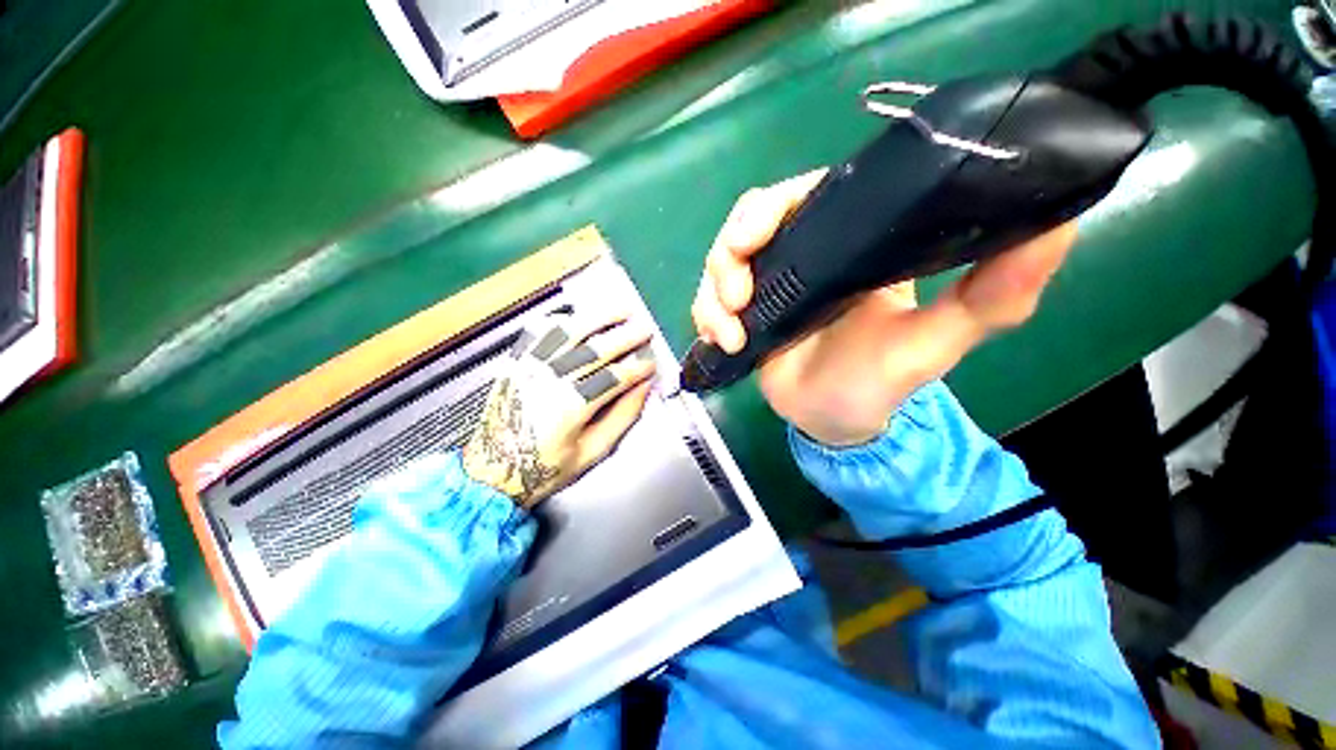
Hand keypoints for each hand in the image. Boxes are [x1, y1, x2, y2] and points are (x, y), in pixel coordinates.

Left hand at [463, 309, 656, 507]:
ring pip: (569, 333)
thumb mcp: (592, 452)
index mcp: (572, 407)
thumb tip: (643, 389)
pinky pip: (540, 334)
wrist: (490, 473)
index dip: (637, 368)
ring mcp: (530, 369)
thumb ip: (622, 417)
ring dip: (598, 319)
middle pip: (596, 350)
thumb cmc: (544, 469)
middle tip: (645, 330)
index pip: (615, 377)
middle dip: (626, 337)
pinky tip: (579, 318)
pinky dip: (563, 322)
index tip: (651, 364)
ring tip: (620, 312)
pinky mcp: (516, 365)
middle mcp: (550, 381)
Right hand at [692, 170, 1076, 445]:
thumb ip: (994, 293)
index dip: (777, 202)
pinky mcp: (743, 316)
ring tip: (732, 328)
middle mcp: (803, 256)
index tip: (764, 230)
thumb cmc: (880, 384)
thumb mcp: (939, 341)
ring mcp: (767, 286)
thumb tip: (1060, 224)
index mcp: (849, 244)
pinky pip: (708, 301)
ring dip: (715, 290)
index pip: (807, 194)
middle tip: (740, 291)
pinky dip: (706, 316)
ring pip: (721, 260)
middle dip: (733, 249)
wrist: (834, 423)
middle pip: (750, 221)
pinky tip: (725, 341)